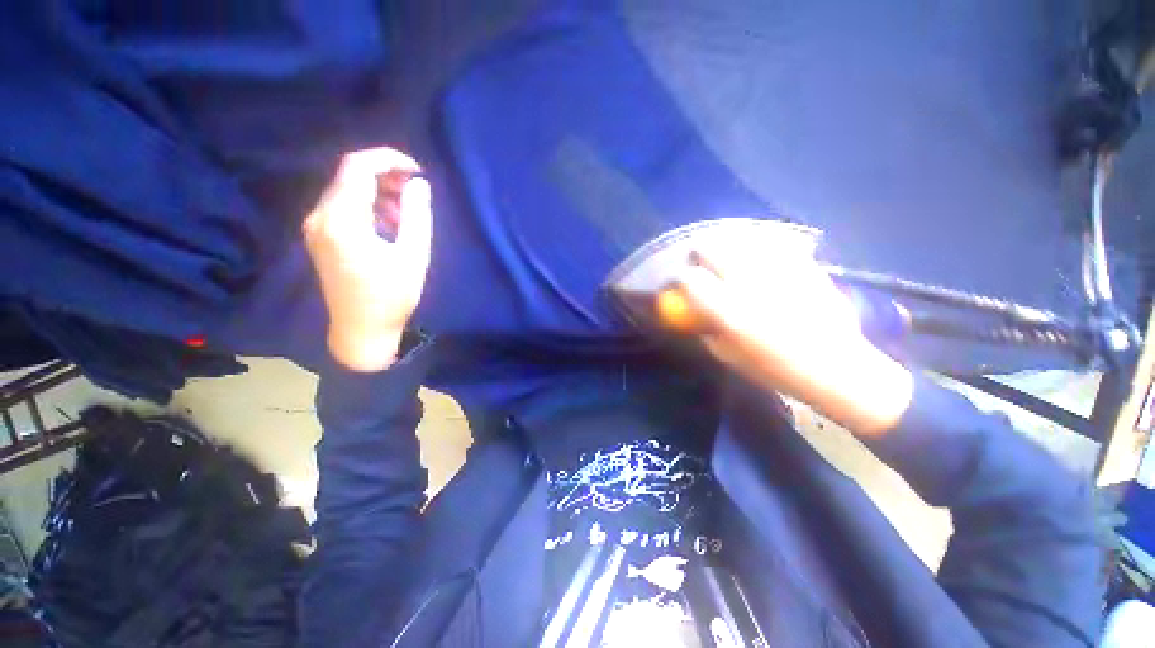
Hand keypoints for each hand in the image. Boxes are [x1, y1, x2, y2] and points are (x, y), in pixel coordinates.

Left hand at [304, 148, 431, 371]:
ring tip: (407, 213)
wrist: (360, 331)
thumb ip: (417, 216)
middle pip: (350, 176)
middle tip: (416, 192)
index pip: (358, 167)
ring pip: (346, 190)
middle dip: (386, 176)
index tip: (417, 171)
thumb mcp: (413, 257)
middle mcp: (320, 216)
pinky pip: (342, 207)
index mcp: (342, 220)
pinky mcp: (320, 237)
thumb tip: (418, 184)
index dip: (389, 160)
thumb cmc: (391, 297)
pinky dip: (367, 206)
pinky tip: (389, 224)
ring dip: (378, 192)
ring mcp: (316, 227)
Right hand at [673, 241, 913, 436]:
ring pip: (739, 239)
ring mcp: (778, 269)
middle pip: (712, 248)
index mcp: (728, 310)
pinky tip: (757, 259)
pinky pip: (769, 244)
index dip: (680, 279)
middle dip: (699, 253)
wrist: (837, 367)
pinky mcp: (802, 263)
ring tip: (726, 257)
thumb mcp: (727, 356)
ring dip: (725, 246)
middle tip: (701, 263)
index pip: (690, 279)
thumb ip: (705, 329)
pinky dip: (755, 247)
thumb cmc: (775, 369)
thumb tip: (693, 310)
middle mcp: (749, 282)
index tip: (681, 284)